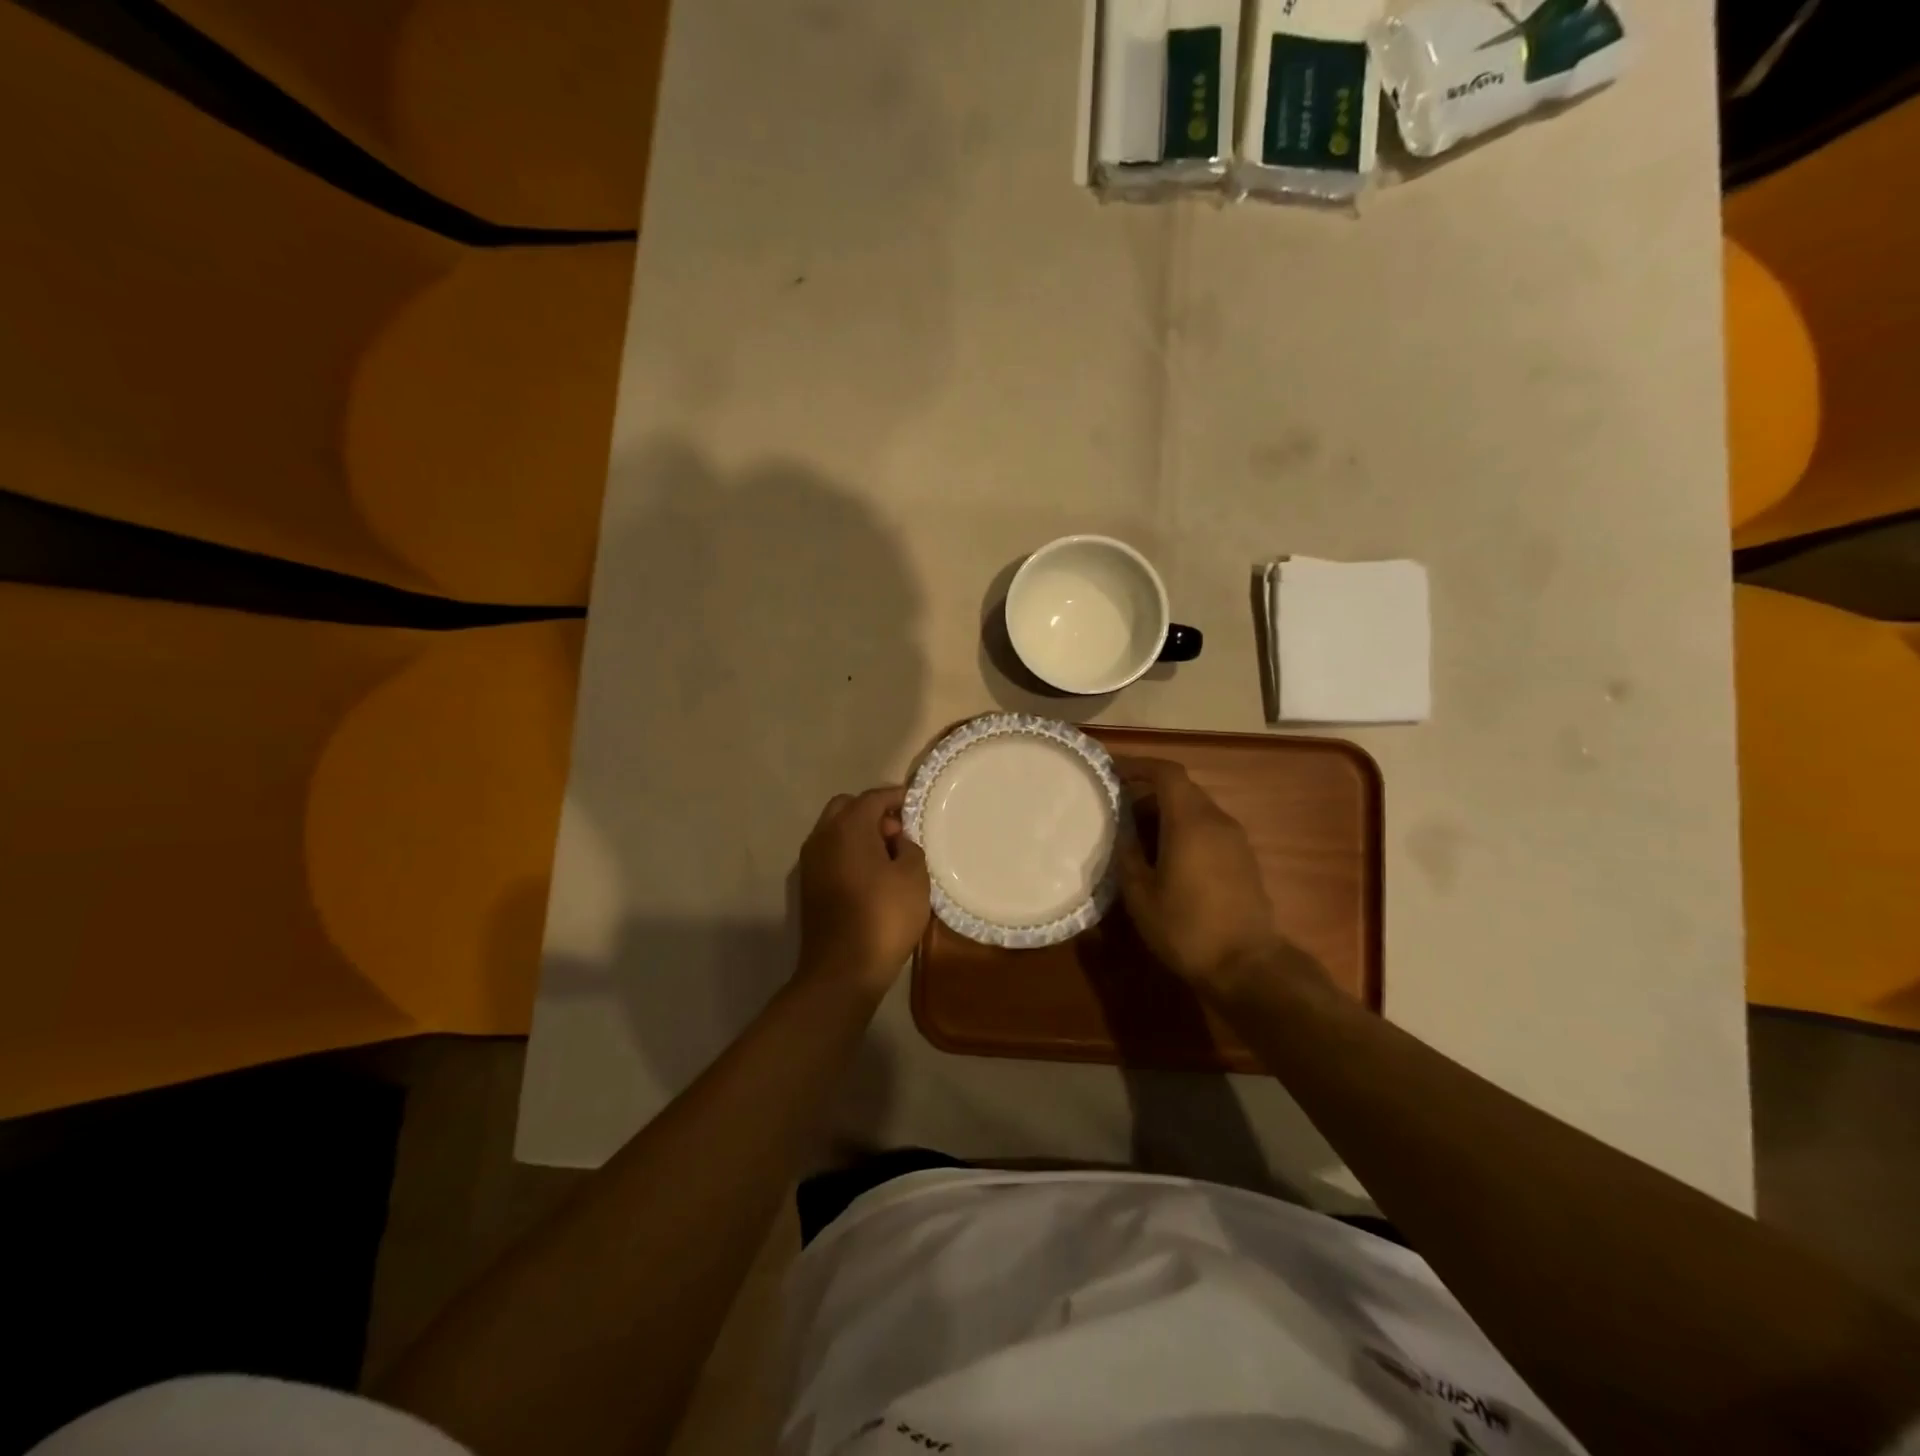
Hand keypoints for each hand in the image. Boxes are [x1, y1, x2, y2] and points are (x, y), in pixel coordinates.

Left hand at [797, 786, 930, 994]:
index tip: (916, 803)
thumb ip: (908, 847)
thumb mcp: (914, 877)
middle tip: (900, 832)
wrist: (842, 971)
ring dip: (859, 833)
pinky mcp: (808, 886)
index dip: (896, 797)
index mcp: (847, 827)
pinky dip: (849, 852)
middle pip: (847, 808)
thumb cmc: (883, 917)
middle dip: (873, 812)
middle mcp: (822, 837)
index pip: (873, 797)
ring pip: (835, 830)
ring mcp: (810, 862)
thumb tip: (895, 841)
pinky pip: (831, 853)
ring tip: (889, 855)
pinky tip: (872, 874)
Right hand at [1115, 758, 1287, 1001]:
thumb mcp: (1141, 895)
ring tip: (1136, 834)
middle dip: (1147, 791)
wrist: (1247, 966)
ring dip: (1165, 812)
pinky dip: (1184, 828)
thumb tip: (1122, 831)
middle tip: (1117, 808)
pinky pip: (1208, 828)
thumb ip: (1128, 854)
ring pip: (1196, 808)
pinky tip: (1165, 856)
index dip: (1138, 766)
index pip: (1167, 773)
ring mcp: (1235, 839)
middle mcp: (1217, 821)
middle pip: (1181, 788)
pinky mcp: (1243, 859)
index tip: (1112, 772)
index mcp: (1190, 822)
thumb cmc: (1186, 928)